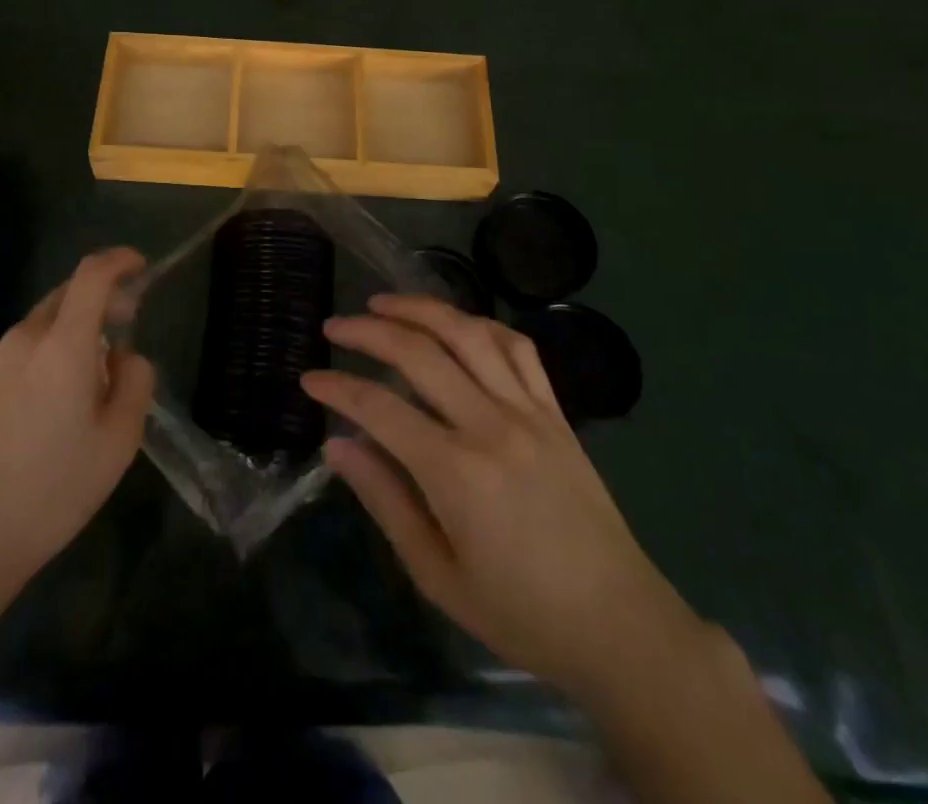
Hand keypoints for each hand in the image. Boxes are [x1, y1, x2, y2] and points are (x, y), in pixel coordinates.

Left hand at [0, 248, 154, 599]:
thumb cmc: (54, 489)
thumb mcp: (119, 441)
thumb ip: (135, 382)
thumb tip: (125, 356)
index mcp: (62, 345)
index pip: (91, 275)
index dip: (119, 260)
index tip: (140, 267)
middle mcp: (24, 338)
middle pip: (67, 295)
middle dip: (102, 300)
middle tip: (126, 328)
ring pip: (44, 323)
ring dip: (74, 331)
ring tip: (91, 379)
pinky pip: (22, 349)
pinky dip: (47, 353)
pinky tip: (52, 402)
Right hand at [303, 294, 689, 692]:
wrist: (618, 624)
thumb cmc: (520, 612)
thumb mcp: (437, 575)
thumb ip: (385, 501)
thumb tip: (338, 445)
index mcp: (457, 473)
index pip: (380, 408)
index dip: (338, 387)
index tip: (309, 379)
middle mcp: (491, 425)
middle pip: (419, 353)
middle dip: (368, 331)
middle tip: (334, 327)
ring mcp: (529, 411)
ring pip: (468, 333)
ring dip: (420, 309)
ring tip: (384, 303)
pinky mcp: (556, 411)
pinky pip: (518, 348)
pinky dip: (481, 324)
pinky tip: (456, 323)